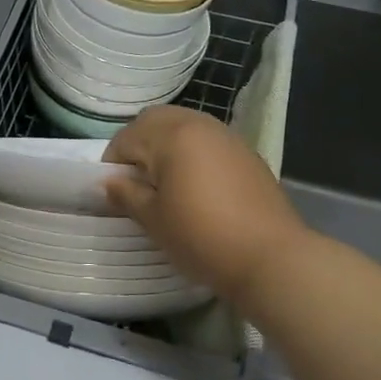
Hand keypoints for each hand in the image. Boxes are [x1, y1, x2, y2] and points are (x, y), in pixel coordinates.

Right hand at [103, 106, 308, 300]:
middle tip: (136, 181)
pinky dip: (193, 154)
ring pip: (184, 127)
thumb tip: (109, 183)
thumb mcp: (153, 219)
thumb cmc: (201, 236)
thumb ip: (126, 195)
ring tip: (165, 184)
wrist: (271, 258)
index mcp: (172, 135)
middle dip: (139, 144)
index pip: (126, 138)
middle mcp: (200, 125)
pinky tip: (196, 188)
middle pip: (156, 120)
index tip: (115, 193)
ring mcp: (228, 137)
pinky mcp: (247, 154)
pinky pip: (208, 142)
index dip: (113, 164)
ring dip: (166, 146)